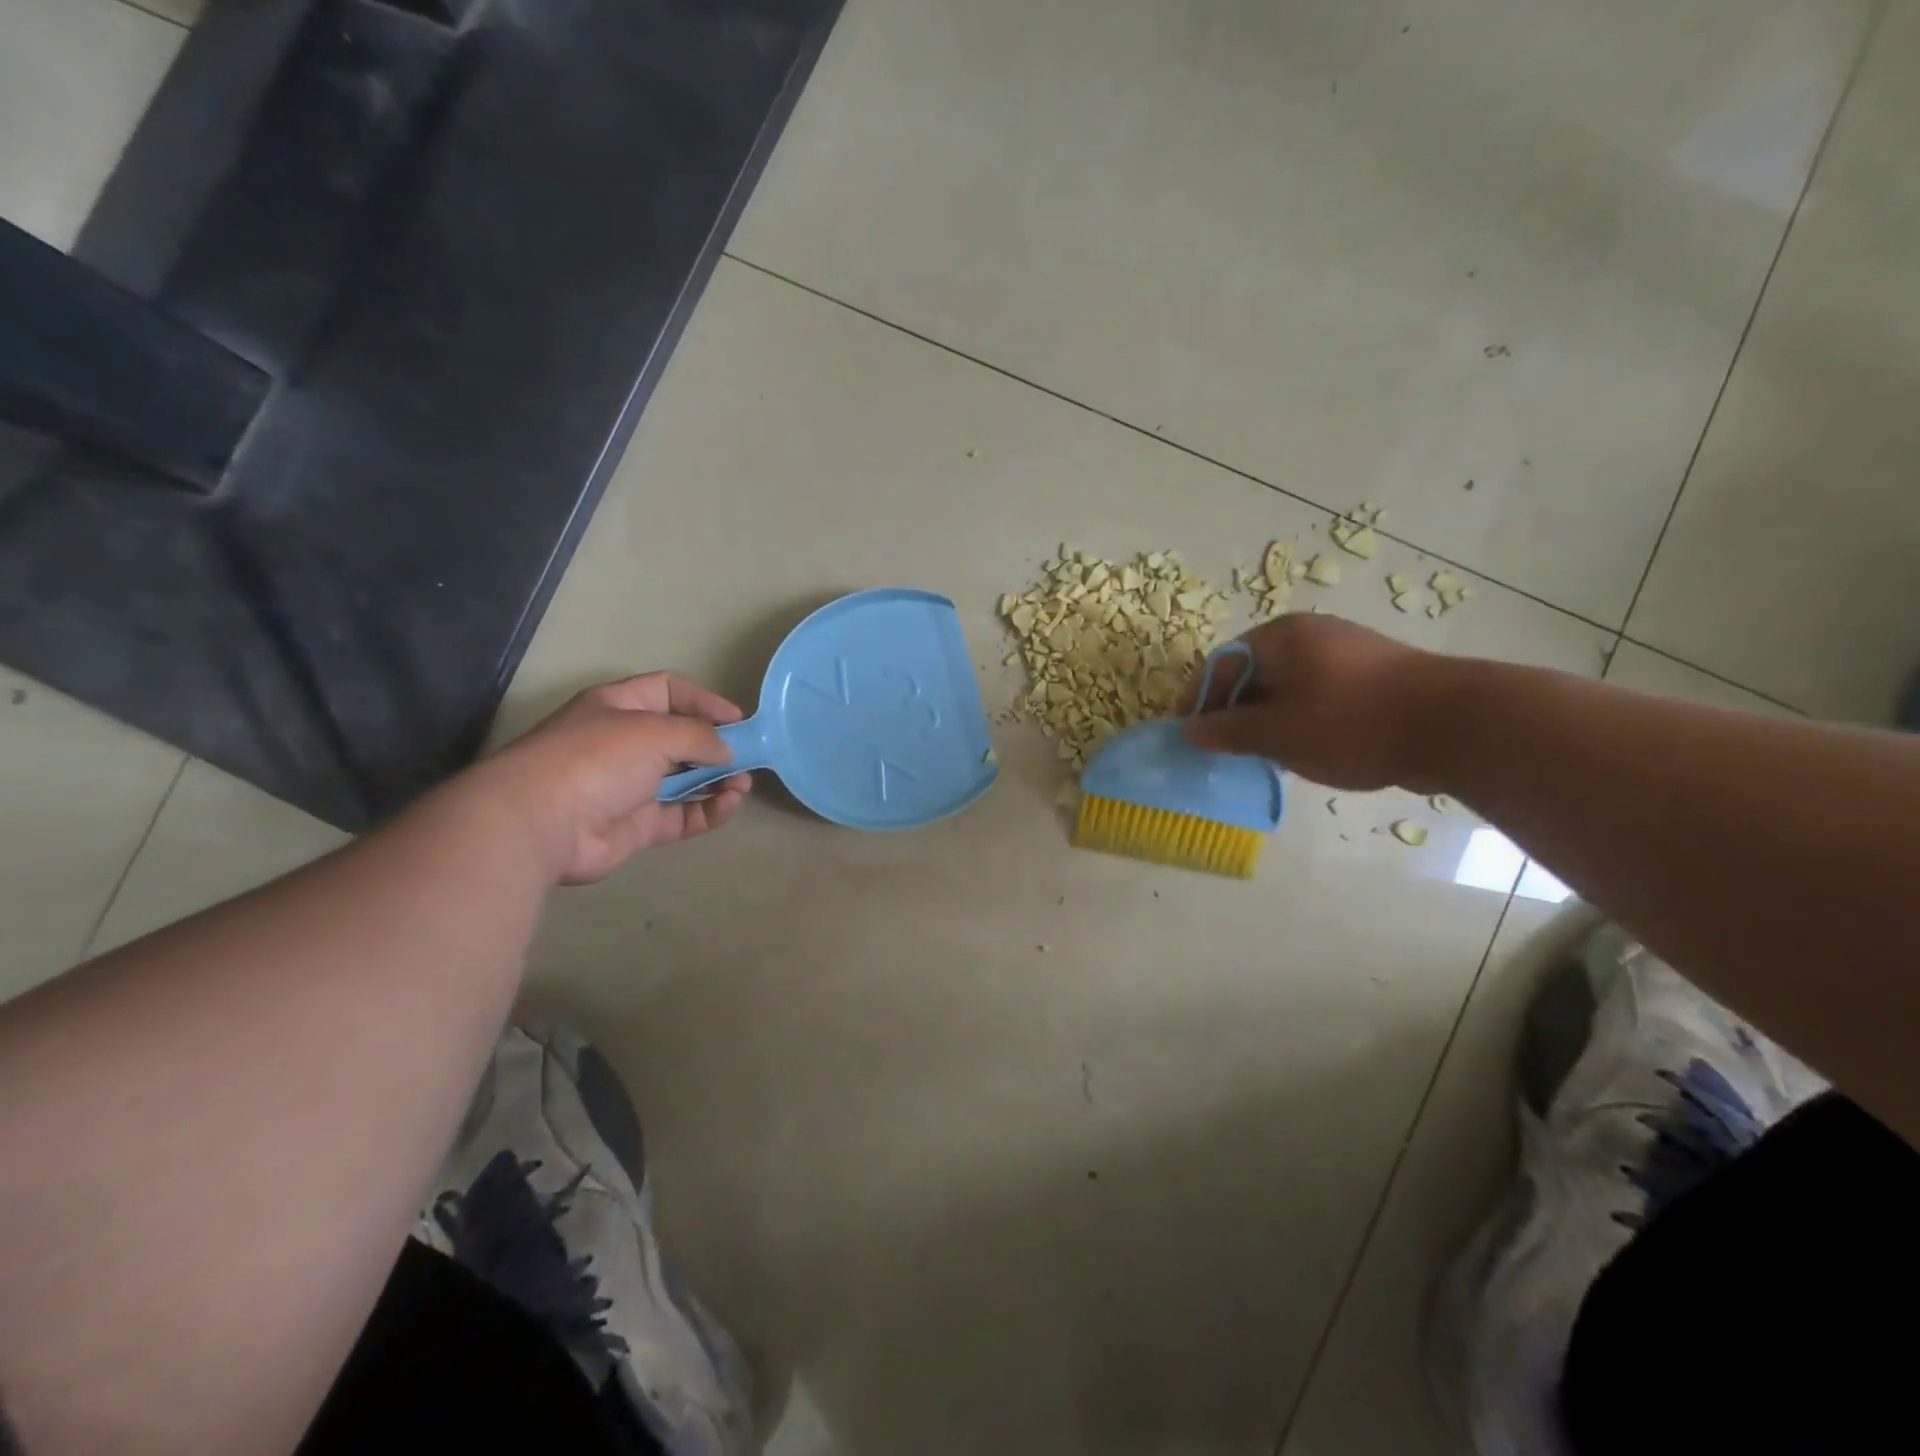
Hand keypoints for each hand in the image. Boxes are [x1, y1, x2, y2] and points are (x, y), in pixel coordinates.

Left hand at [472, 674, 752, 883]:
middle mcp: (625, 743)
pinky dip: (709, 810)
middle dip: (717, 746)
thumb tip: (727, 751)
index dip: (704, 702)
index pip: (669, 692)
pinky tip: (729, 804)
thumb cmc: (598, 758)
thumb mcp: (655, 731)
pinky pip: (683, 815)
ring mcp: (631, 786)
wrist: (542, 822)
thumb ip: (700, 736)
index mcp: (619, 706)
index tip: (738, 720)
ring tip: (743, 784)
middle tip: (748, 756)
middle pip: (681, 738)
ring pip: (687, 780)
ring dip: (719, 780)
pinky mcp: (639, 825)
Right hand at [1182, 615, 1446, 790]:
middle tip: (1227, 752)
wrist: (1454, 726)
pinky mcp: (1372, 675)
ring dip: (1268, 721)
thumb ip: (1227, 731)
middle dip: (1235, 714)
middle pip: (1252, 674)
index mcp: (1280, 637)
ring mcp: (1345, 652)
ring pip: (1286, 688)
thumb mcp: (1277, 733)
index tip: (1191, 739)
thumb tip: (1188, 731)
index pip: (1220, 665)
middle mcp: (1309, 634)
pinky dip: (1301, 720)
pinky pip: (1318, 695)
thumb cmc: (1350, 723)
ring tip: (1266, 757)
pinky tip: (1308, 750)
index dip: (1199, 702)